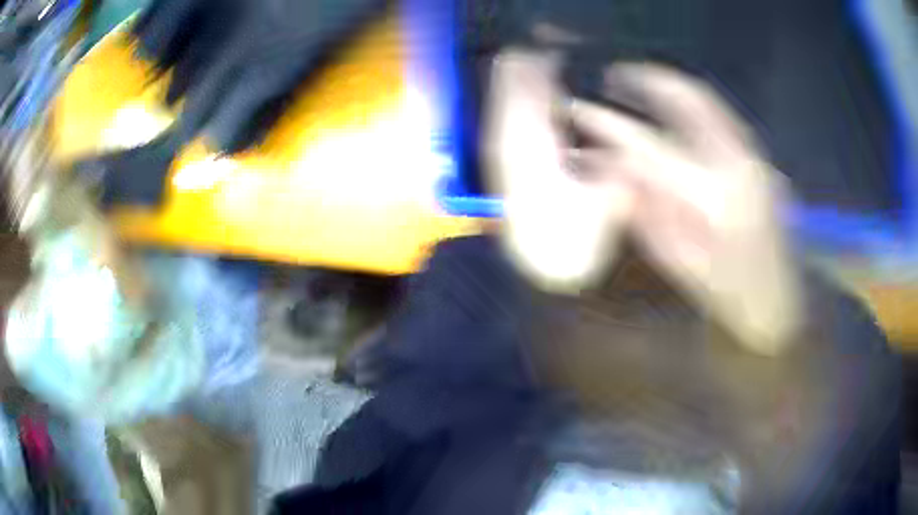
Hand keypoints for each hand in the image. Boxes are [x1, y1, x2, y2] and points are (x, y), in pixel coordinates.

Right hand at [486, 52, 800, 354]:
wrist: (777, 301)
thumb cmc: (725, 292)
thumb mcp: (676, 259)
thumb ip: (641, 209)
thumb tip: (607, 168)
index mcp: (710, 198)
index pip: (647, 145)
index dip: (606, 123)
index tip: (574, 107)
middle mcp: (735, 163)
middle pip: (686, 99)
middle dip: (645, 79)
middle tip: (614, 75)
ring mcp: (753, 155)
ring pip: (707, 99)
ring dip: (669, 85)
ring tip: (640, 83)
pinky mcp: (759, 157)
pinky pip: (720, 115)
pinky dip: (691, 102)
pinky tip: (675, 110)